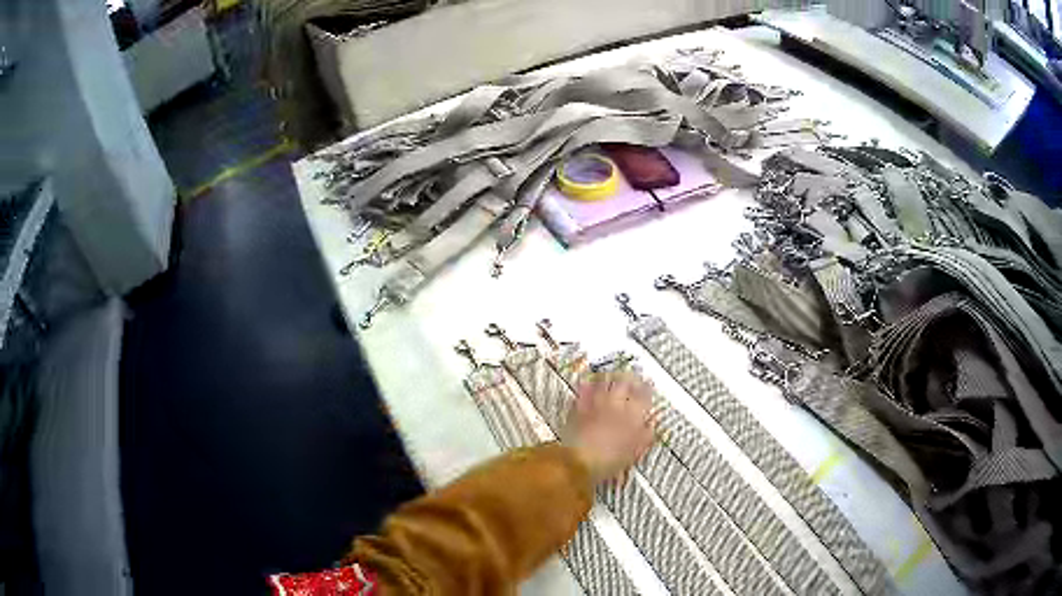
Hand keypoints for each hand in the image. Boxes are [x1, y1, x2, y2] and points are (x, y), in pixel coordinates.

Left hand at [564, 371, 655, 484]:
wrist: (580, 460)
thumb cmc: (610, 460)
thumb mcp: (635, 452)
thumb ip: (645, 436)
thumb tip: (651, 425)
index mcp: (633, 415)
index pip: (644, 395)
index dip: (647, 388)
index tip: (648, 385)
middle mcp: (616, 404)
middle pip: (624, 383)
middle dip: (629, 378)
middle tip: (632, 377)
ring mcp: (596, 403)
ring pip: (604, 381)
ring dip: (609, 377)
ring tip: (612, 374)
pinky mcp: (579, 407)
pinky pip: (584, 390)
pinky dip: (588, 385)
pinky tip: (588, 383)